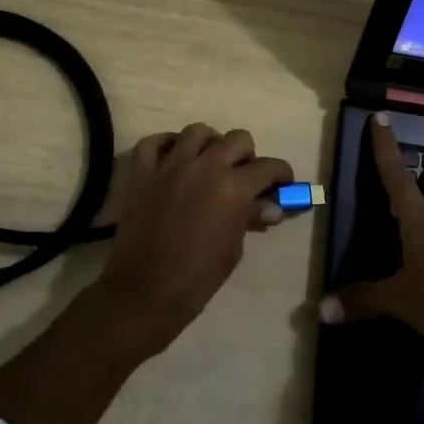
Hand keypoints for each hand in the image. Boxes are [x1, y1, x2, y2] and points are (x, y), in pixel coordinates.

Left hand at [93, 124, 293, 358]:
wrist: (143, 292)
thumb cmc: (196, 278)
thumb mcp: (233, 249)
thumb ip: (250, 218)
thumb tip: (270, 206)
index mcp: (233, 188)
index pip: (268, 167)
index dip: (281, 174)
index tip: (282, 183)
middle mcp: (204, 166)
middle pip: (237, 139)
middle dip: (247, 155)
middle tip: (244, 175)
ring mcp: (170, 165)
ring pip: (197, 131)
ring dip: (210, 144)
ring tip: (209, 163)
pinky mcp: (142, 171)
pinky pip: (154, 142)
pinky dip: (166, 145)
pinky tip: (173, 159)